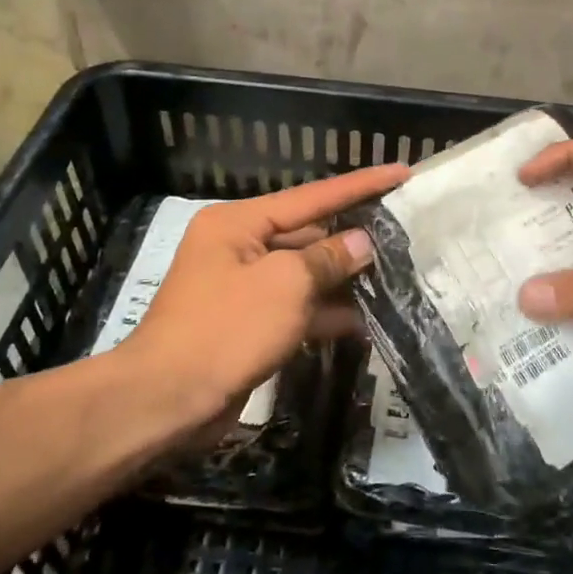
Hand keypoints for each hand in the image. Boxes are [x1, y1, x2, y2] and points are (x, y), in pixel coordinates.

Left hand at [120, 164, 408, 431]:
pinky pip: (297, 307)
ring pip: (305, 274)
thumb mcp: (285, 285)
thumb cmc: (225, 330)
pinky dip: (326, 312)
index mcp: (239, 223)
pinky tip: (366, 319)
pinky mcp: (250, 324)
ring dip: (344, 278)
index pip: (312, 196)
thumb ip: (328, 259)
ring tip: (398, 275)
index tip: (401, 171)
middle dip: (354, 237)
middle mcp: (240, 247)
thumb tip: (362, 243)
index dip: (360, 185)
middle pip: (308, 234)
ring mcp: (244, 288)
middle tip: (406, 232)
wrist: (167, 402)